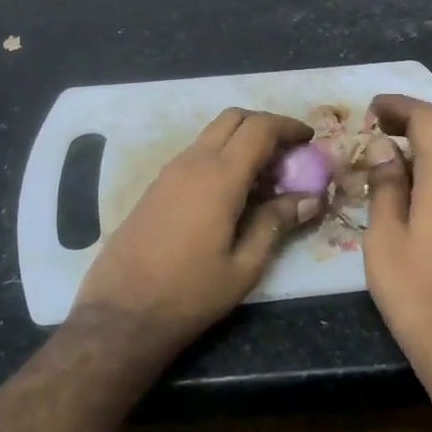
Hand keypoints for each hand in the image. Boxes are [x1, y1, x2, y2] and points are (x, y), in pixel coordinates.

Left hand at [72, 108, 321, 349]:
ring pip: (213, 134)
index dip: (288, 127)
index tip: (310, 140)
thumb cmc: (189, 294)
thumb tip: (310, 199)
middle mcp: (193, 162)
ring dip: (242, 140)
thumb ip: (276, 223)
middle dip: (266, 125)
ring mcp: (170, 171)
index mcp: (219, 177)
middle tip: (289, 153)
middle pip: (234, 118)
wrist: (121, 313)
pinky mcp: (157, 185)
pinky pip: (197, 153)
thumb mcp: (244, 266)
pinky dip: (222, 155)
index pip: (259, 128)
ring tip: (266, 176)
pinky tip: (234, 191)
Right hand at [363, 94, 431, 393]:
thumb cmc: (418, 295)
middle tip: (384, 126)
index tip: (373, 108)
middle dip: (419, 116)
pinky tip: (422, 188)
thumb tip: (383, 148)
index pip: (429, 119)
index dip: (400, 106)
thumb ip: (386, 186)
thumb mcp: (385, 240)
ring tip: (397, 155)